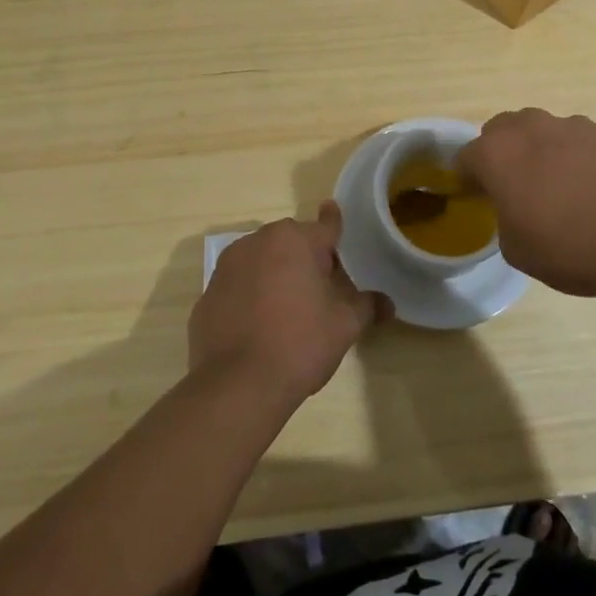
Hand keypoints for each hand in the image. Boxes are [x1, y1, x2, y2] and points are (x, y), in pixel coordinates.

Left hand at [189, 202, 386, 405]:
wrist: (238, 385)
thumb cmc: (300, 343)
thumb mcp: (344, 325)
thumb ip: (367, 307)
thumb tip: (388, 304)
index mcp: (295, 240)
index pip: (325, 225)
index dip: (334, 222)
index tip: (333, 210)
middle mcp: (258, 242)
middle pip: (291, 242)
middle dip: (306, 257)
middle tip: (321, 289)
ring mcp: (227, 267)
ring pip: (261, 260)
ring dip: (275, 273)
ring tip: (287, 309)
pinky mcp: (207, 295)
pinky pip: (237, 287)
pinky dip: (249, 297)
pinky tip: (258, 326)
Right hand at [459, 109, 595, 303]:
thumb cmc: (570, 247)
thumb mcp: (517, 250)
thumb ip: (504, 219)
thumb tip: (516, 209)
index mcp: (496, 154)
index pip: (464, 157)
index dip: (466, 178)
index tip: (476, 197)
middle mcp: (529, 128)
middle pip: (501, 131)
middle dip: (500, 153)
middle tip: (513, 187)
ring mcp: (571, 125)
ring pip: (541, 131)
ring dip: (539, 152)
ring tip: (557, 188)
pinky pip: (577, 141)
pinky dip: (575, 158)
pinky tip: (592, 188)